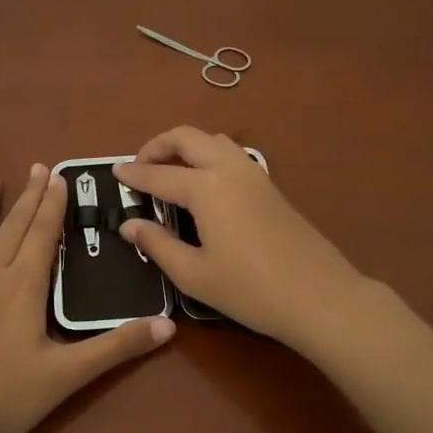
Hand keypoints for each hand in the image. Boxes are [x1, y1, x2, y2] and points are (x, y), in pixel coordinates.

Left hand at [0, 164, 174, 432]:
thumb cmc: (3, 400)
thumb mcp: (67, 377)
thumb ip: (117, 347)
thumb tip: (169, 325)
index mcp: (23, 287)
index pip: (42, 234)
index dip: (53, 205)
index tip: (58, 176)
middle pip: (12, 227)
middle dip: (28, 196)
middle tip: (37, 167)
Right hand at [114, 128, 365, 347]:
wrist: (318, 296)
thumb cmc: (249, 290)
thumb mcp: (194, 274)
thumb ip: (157, 244)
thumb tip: (129, 225)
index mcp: (206, 187)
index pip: (159, 174)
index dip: (134, 174)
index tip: (114, 172)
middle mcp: (229, 168)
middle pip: (187, 137)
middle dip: (158, 145)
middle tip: (140, 166)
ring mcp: (255, 173)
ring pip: (214, 140)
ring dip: (187, 147)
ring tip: (170, 172)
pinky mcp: (271, 186)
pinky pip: (232, 155)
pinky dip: (209, 156)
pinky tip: (203, 186)